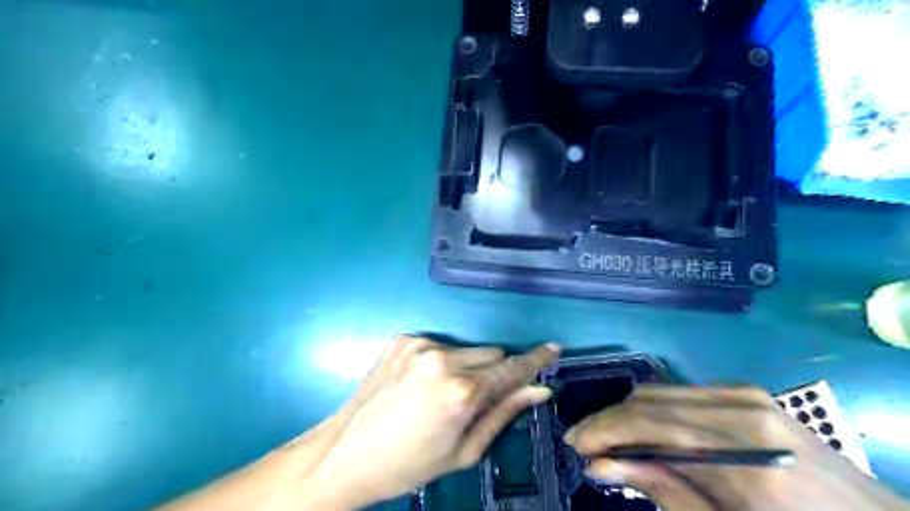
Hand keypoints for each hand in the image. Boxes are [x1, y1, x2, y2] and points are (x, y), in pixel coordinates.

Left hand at [300, 335, 557, 505]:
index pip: (510, 368)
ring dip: (466, 366)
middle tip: (475, 398)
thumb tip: (539, 390)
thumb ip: (504, 413)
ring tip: (441, 394)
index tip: (553, 348)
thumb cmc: (409, 463)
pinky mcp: (403, 338)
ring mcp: (420, 344)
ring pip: (466, 348)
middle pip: (491, 353)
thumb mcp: (463, 450)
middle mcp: (442, 359)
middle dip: (493, 372)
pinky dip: (441, 361)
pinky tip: (421, 384)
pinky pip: (439, 345)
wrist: (346, 453)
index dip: (535, 360)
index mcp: (460, 392)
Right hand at [566, 384, 904, 509]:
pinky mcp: (746, 392)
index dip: (604, 430)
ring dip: (629, 413)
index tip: (575, 443)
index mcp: (744, 455)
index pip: (650, 424)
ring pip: (661, 391)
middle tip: (585, 444)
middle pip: (649, 400)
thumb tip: (600, 465)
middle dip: (610, 420)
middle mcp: (741, 410)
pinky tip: (648, 431)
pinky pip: (681, 392)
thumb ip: (663, 492)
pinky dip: (655, 409)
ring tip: (611, 439)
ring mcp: (746, 395)